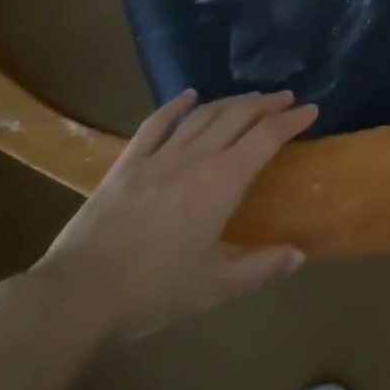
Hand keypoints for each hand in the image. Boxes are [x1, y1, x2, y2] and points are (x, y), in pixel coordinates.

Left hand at [30, 89, 316, 346]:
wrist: (79, 294)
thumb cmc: (155, 291)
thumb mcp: (216, 287)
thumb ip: (261, 267)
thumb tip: (299, 255)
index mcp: (223, 181)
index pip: (266, 137)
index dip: (291, 120)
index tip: (311, 109)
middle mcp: (196, 157)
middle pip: (238, 115)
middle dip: (266, 103)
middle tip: (285, 98)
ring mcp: (159, 156)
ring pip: (203, 115)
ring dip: (231, 101)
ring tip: (249, 98)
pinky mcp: (127, 163)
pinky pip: (155, 124)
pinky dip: (175, 106)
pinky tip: (188, 96)